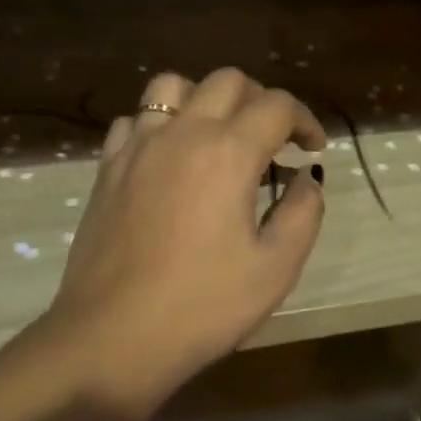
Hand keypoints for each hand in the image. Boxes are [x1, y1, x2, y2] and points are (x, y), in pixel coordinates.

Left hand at [42, 68, 326, 411]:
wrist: (113, 338)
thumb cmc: (203, 307)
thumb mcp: (275, 268)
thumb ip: (302, 213)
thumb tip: (306, 179)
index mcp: (228, 153)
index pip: (277, 106)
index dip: (305, 120)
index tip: (313, 148)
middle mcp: (181, 134)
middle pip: (227, 81)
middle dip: (260, 101)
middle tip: (272, 140)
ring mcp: (137, 147)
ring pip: (172, 86)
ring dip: (205, 99)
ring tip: (217, 136)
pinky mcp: (107, 169)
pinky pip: (134, 121)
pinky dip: (159, 125)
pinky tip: (169, 160)